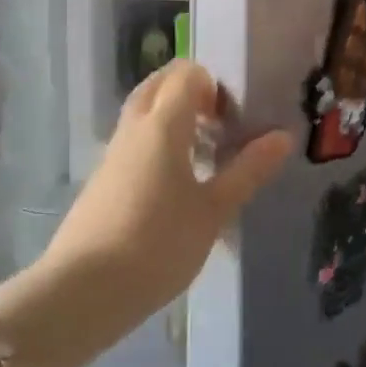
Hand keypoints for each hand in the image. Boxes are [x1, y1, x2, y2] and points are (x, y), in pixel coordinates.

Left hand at [42, 61, 291, 326]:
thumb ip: (248, 170)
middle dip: (192, 91)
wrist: (82, 292)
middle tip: (221, 123)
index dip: (215, 84)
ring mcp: (113, 153)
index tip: (235, 118)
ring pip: (144, 113)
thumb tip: (283, 136)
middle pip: (160, 84)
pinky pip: (134, 141)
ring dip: (173, 117)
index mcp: (162, 124)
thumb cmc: (157, 244)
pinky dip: (157, 143)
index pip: (187, 74)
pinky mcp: (103, 180)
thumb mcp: (213, 211)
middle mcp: (134, 128)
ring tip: (205, 152)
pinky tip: (176, 183)